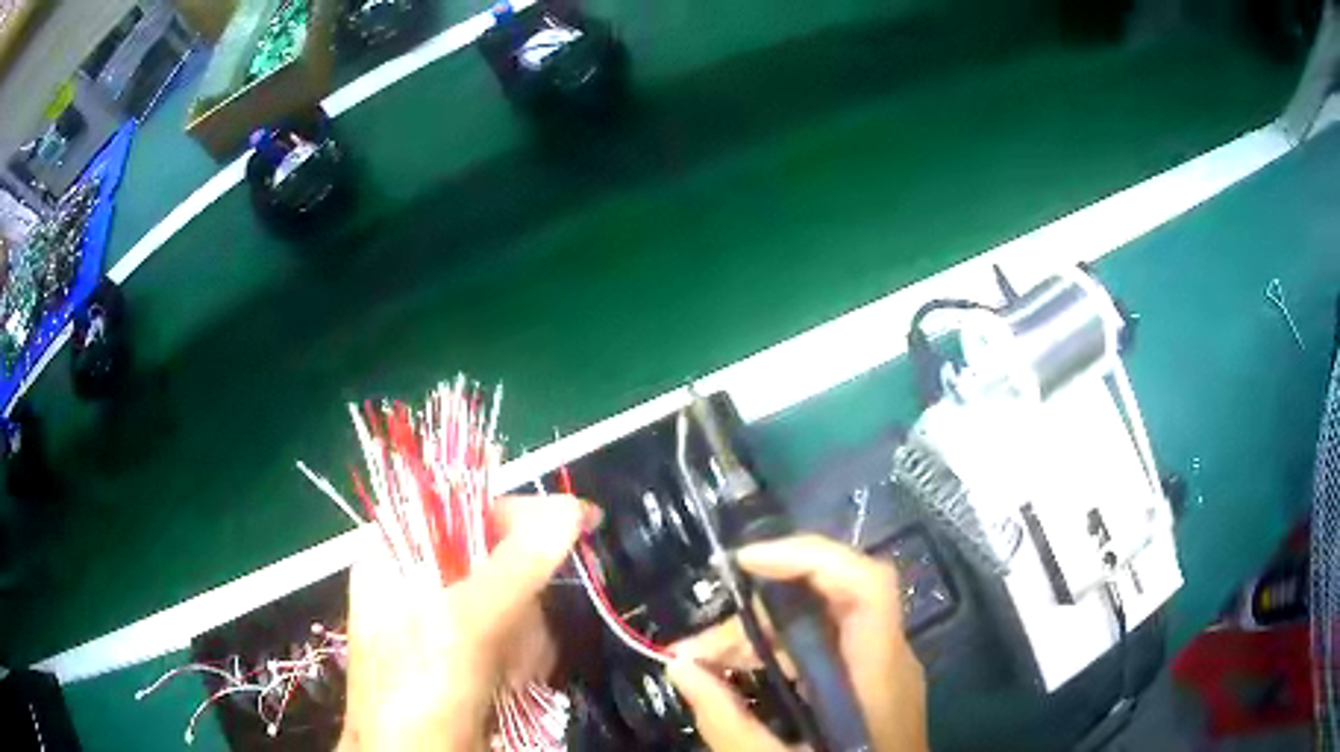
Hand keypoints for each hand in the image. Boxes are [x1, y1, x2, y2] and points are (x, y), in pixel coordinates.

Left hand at [339, 494, 598, 751]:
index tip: (580, 521)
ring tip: (505, 672)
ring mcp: (449, 620)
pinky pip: (521, 638)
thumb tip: (569, 509)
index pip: (462, 502)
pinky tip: (511, 683)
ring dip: (525, 639)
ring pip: (519, 602)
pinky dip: (527, 661)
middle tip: (512, 633)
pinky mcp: (475, 654)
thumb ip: (516, 564)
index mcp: (396, 552)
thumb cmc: (418, 690)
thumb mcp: (462, 623)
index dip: (519, 511)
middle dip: (520, 600)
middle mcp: (420, 578)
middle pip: (498, 557)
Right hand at [666, 535, 927, 751]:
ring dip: (762, 638)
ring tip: (706, 667)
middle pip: (831, 602)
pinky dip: (780, 656)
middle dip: (759, 613)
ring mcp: (884, 672)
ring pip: (823, 627)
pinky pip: (826, 652)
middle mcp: (890, 660)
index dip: (810, 558)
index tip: (744, 563)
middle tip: (698, 649)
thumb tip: (680, 667)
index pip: (867, 585)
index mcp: (880, 674)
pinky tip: (742, 679)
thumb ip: (729, 722)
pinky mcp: (871, 687)